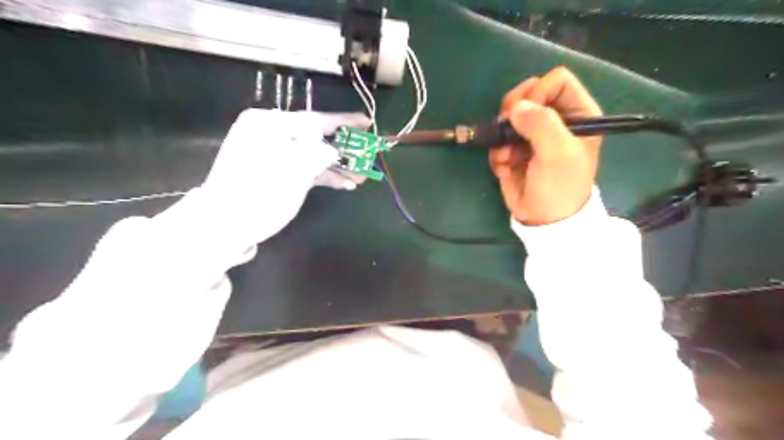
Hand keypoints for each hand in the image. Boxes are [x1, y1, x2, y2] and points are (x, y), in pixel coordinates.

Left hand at [201, 108, 372, 246]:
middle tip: (368, 154)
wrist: (226, 225)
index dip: (344, 122)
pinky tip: (345, 184)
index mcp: (270, 125)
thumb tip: (334, 150)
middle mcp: (272, 134)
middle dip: (345, 148)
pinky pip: (307, 169)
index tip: (367, 123)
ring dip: (338, 166)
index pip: (315, 119)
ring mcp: (276, 155)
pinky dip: (325, 176)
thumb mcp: (292, 170)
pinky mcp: (279, 173)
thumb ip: (318, 153)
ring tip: (362, 176)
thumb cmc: (258, 193)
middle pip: (317, 137)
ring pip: (315, 155)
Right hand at [489, 68, 604, 225]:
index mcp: (577, 113)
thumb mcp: (558, 153)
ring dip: (503, 135)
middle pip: (528, 93)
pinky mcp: (513, 150)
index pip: (556, 81)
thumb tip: (515, 108)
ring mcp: (532, 135)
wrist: (544, 220)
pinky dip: (497, 151)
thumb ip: (542, 123)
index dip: (539, 92)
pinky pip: (498, 138)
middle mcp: (554, 120)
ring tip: (507, 155)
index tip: (529, 114)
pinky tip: (504, 166)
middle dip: (514, 111)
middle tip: (509, 128)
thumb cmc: (560, 186)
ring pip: (509, 115)